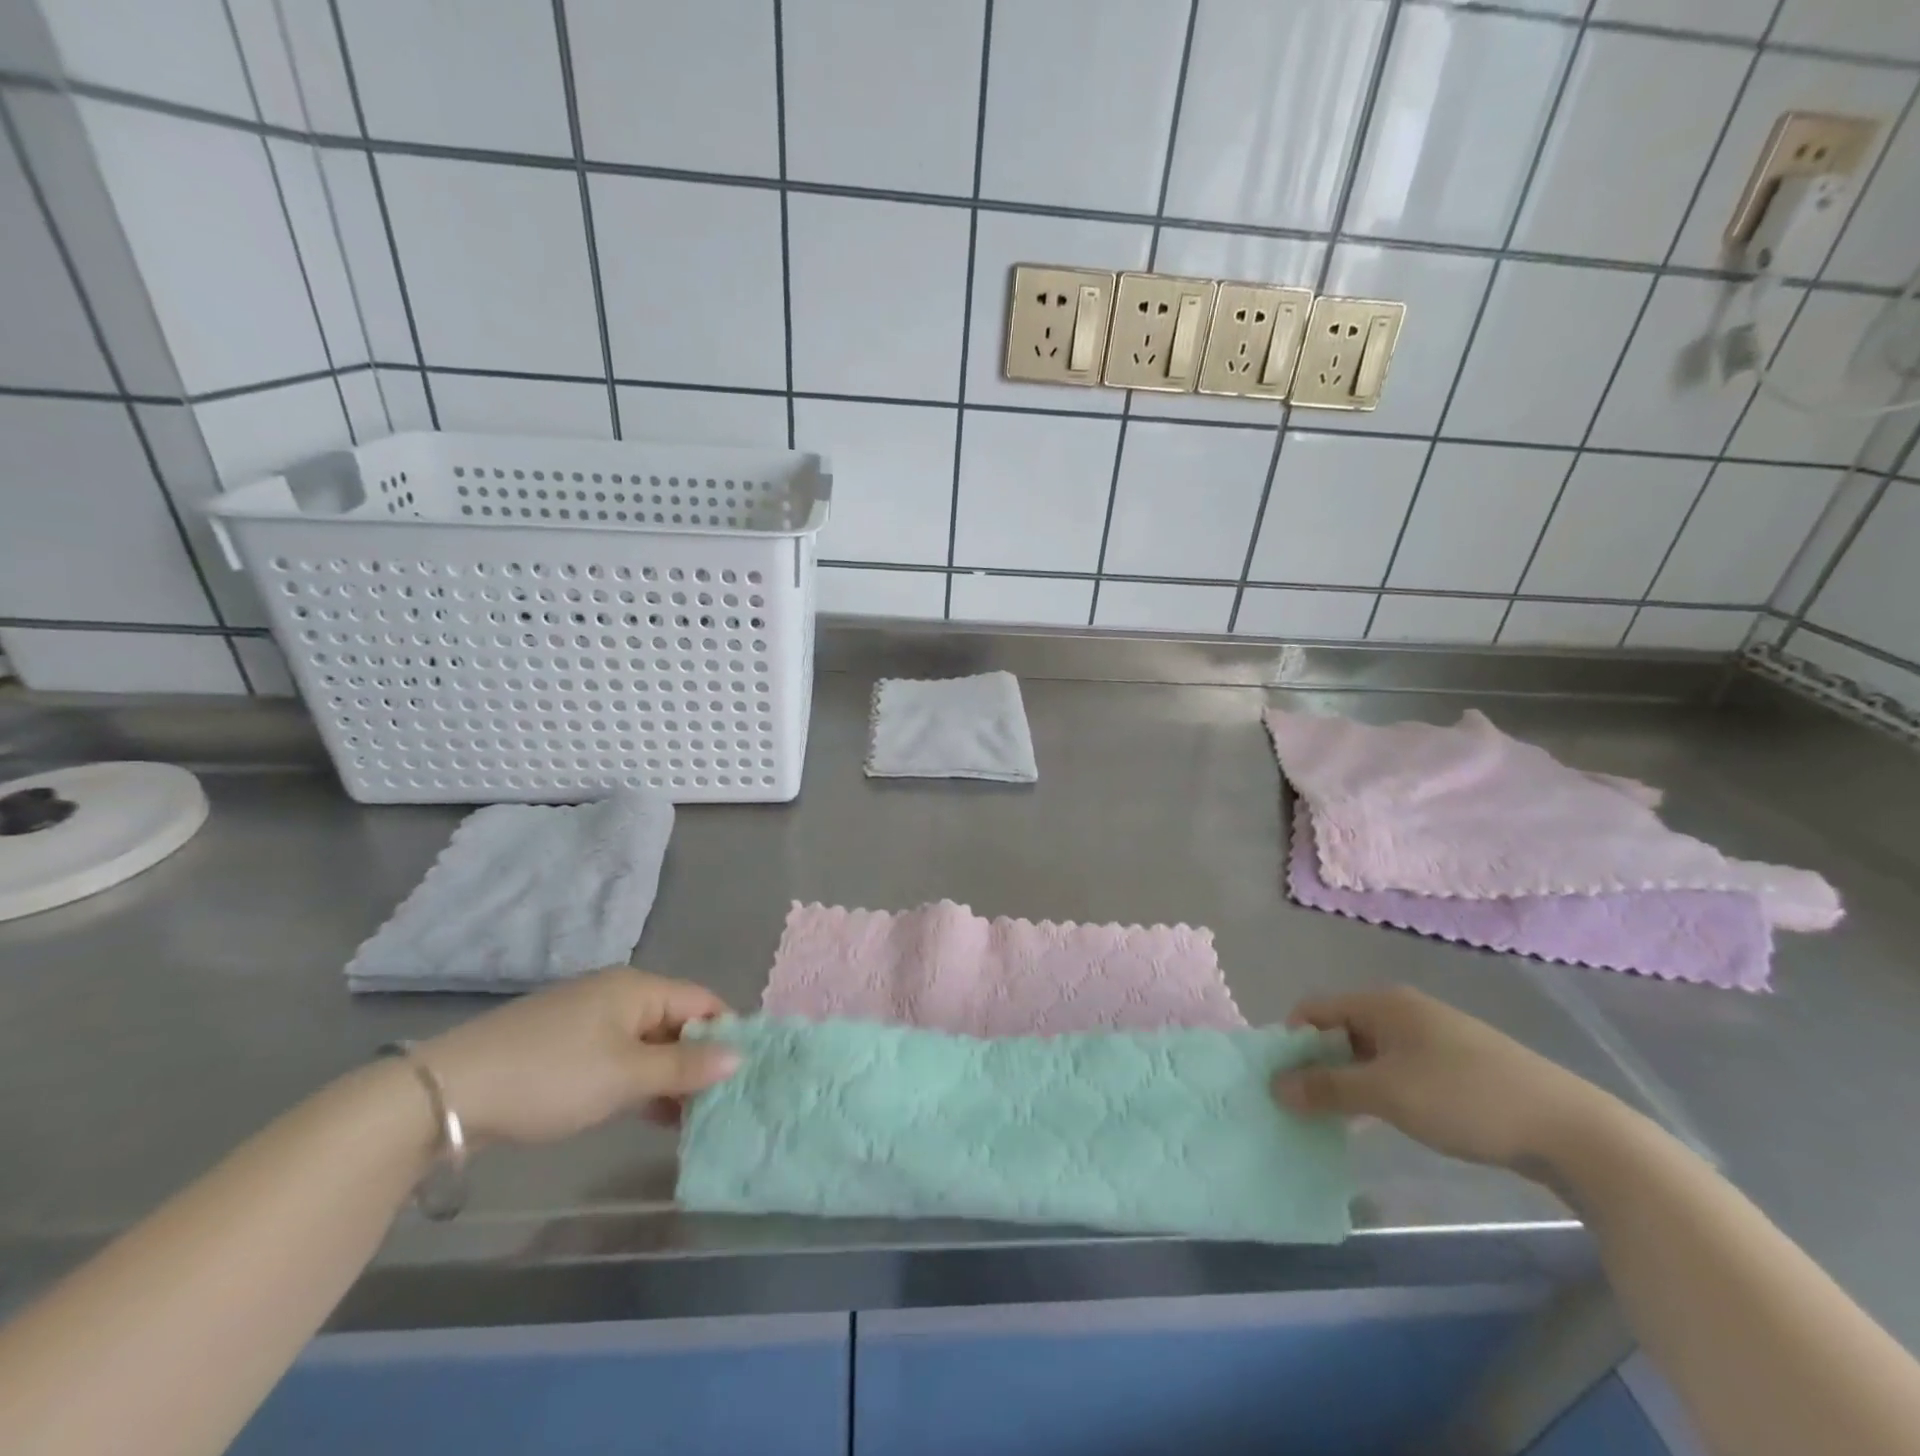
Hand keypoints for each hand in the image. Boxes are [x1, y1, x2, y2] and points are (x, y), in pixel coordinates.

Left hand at [414, 967, 737, 1145]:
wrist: (447, 1094)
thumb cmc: (550, 1077)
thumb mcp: (625, 1075)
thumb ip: (685, 1067)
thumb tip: (740, 1056)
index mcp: (638, 988)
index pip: (703, 1002)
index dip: (727, 1034)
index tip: (744, 1076)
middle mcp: (618, 994)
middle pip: (677, 1022)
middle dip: (699, 1060)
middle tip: (719, 1105)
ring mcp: (588, 1019)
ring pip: (648, 1043)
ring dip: (669, 1076)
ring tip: (690, 1118)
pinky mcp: (564, 1046)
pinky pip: (619, 1057)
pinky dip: (638, 1081)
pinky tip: (648, 1113)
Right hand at [1272, 987, 1618, 1169]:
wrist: (1572, 1130)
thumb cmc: (1464, 1098)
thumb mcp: (1386, 1094)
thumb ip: (1326, 1088)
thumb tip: (1274, 1086)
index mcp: (1382, 1003)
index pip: (1314, 1009)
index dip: (1291, 1042)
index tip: (1282, 1082)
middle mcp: (1404, 1010)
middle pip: (1340, 1029)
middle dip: (1318, 1065)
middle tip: (1306, 1106)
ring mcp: (1434, 1037)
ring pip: (1370, 1053)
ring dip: (1349, 1081)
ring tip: (1340, 1119)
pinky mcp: (1458, 1066)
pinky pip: (1400, 1069)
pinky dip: (1381, 1090)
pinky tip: (1385, 1121)